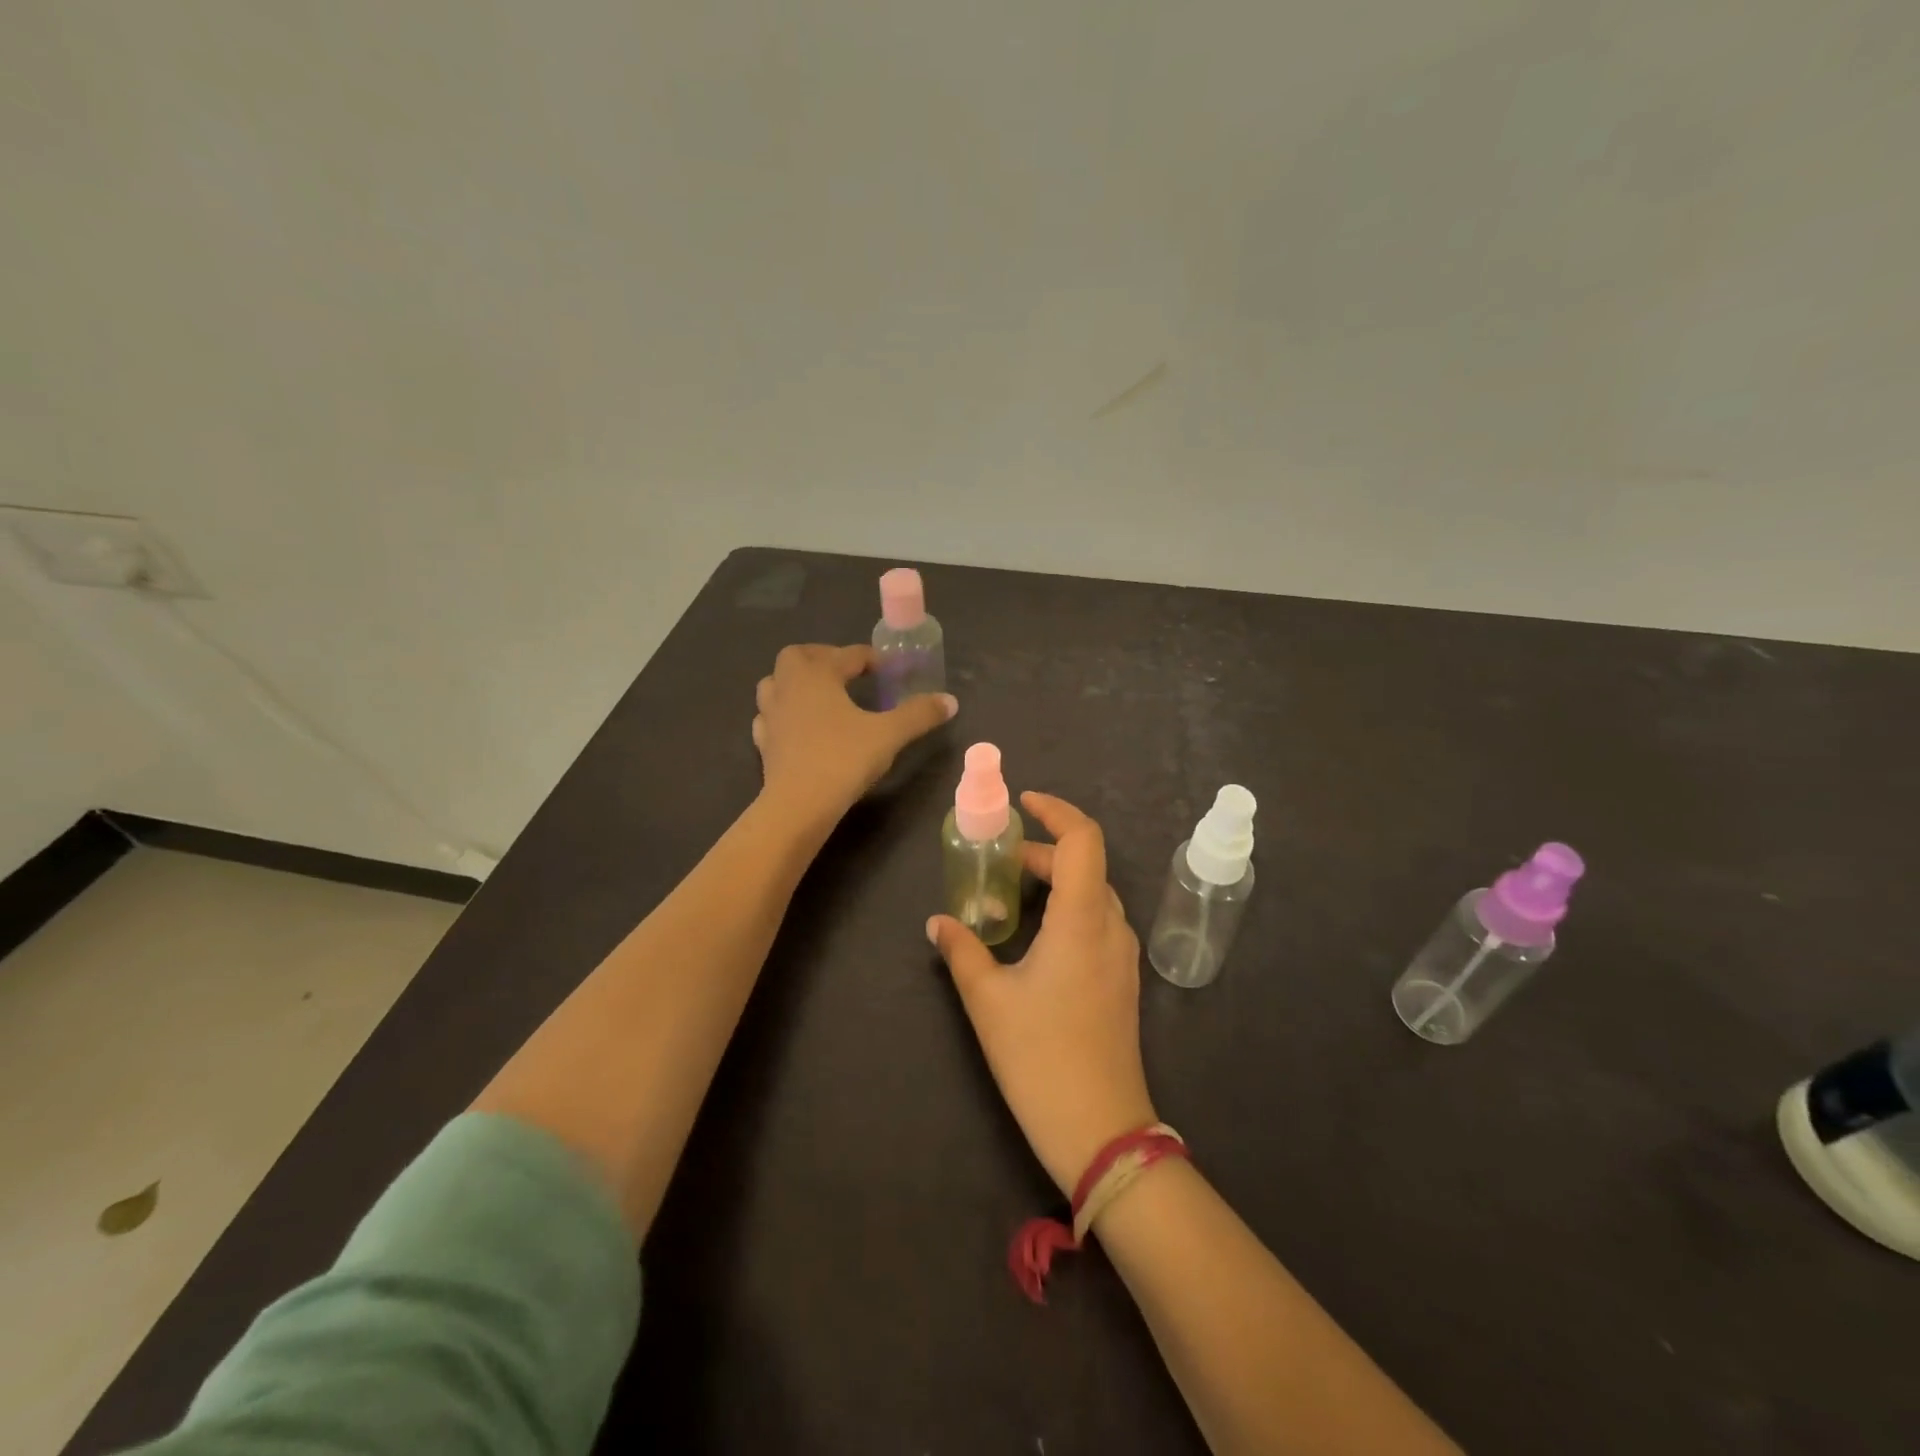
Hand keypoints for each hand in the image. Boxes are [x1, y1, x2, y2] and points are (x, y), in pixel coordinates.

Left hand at [752, 644, 956, 824]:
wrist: (798, 805)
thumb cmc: (843, 759)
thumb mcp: (889, 735)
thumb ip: (919, 714)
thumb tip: (951, 701)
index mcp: (816, 674)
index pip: (848, 655)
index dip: (873, 659)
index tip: (892, 670)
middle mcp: (788, 687)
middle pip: (797, 657)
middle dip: (823, 658)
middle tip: (848, 672)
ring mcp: (771, 715)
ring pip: (776, 684)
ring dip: (797, 682)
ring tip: (823, 696)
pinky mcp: (764, 743)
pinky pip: (770, 717)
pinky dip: (785, 714)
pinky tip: (801, 727)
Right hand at [928, 792, 1156, 1194]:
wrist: (1101, 1128)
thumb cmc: (1041, 1057)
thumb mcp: (988, 1000)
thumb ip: (962, 951)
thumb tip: (937, 922)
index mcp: (1082, 919)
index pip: (1083, 839)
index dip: (1056, 811)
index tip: (1024, 803)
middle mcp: (1110, 927)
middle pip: (1085, 864)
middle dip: (1044, 851)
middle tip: (1000, 862)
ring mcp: (1122, 955)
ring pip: (1093, 893)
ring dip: (1056, 880)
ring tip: (1012, 895)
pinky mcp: (1122, 979)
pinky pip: (1097, 921)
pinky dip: (1068, 908)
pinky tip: (1036, 935)